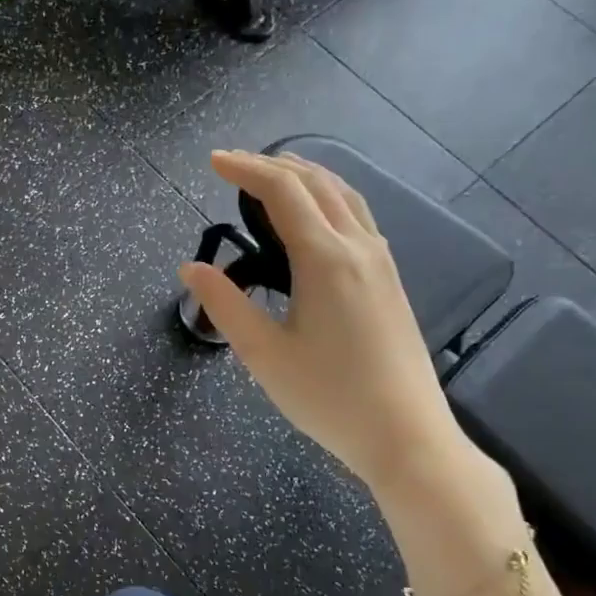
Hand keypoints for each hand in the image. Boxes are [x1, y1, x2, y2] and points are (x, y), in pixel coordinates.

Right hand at [179, 149, 470, 496]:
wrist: (406, 434)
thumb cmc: (328, 397)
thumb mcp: (263, 354)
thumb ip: (224, 304)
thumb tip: (190, 267)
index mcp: (325, 259)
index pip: (283, 192)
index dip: (246, 169)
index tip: (213, 161)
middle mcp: (358, 247)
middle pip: (316, 182)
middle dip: (272, 164)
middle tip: (233, 164)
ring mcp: (381, 261)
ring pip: (344, 194)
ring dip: (305, 175)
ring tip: (272, 174)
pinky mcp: (390, 279)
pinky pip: (358, 215)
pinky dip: (329, 196)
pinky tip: (316, 214)